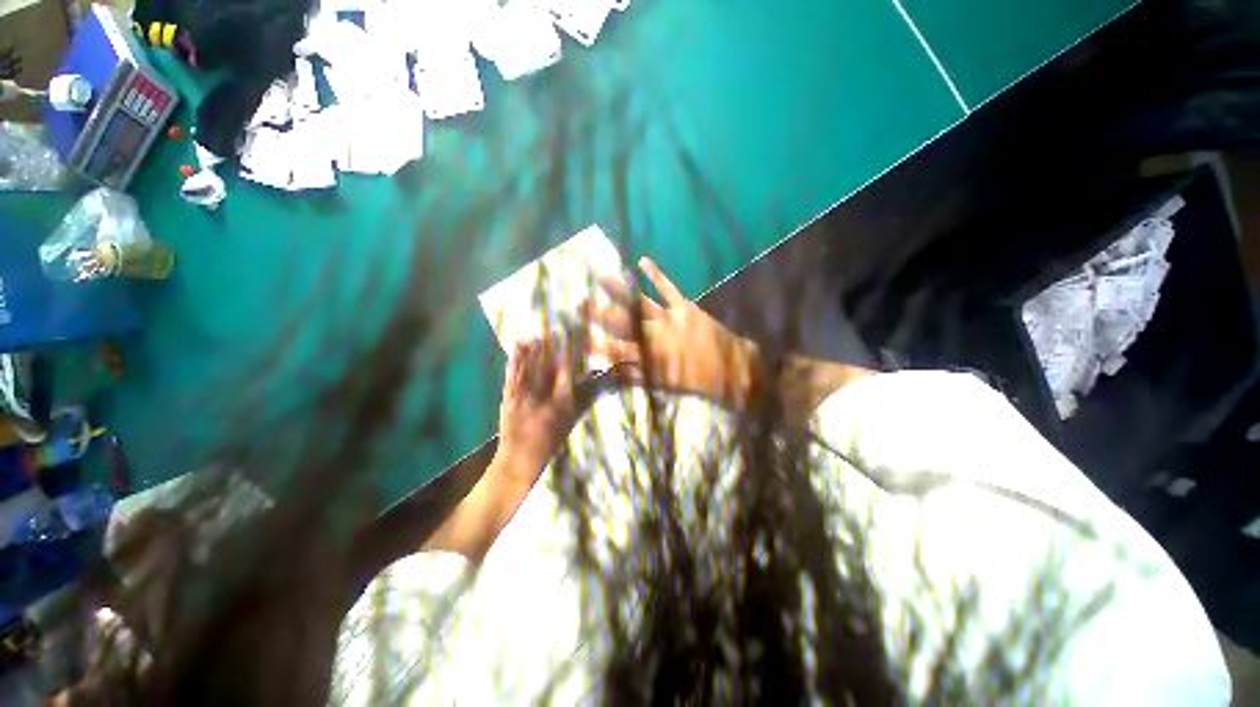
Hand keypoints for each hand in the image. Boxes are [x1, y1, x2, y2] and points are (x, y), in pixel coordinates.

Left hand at [495, 338, 579, 482]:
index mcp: (560, 406)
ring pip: (529, 368)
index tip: (571, 340)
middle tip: (554, 329)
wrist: (517, 462)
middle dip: (551, 346)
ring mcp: (522, 398)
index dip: (569, 354)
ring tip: (539, 333)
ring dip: (534, 349)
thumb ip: (579, 401)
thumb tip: (587, 380)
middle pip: (547, 367)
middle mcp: (542, 399)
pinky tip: (518, 347)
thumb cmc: (549, 444)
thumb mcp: (569, 424)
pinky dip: (515, 360)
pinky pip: (512, 375)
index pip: (567, 373)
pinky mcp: (507, 398)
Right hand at [592, 257, 752, 398]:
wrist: (730, 369)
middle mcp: (654, 336)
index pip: (616, 350)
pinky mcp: (684, 307)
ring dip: (620, 291)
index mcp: (649, 358)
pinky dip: (656, 275)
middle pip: (623, 324)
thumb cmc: (695, 380)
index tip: (579, 336)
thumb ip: (637, 376)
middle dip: (600, 314)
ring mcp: (669, 319)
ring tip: (601, 277)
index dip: (597, 343)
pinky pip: (667, 289)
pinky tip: (642, 261)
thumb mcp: (664, 385)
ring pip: (639, 303)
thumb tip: (611, 370)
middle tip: (580, 303)